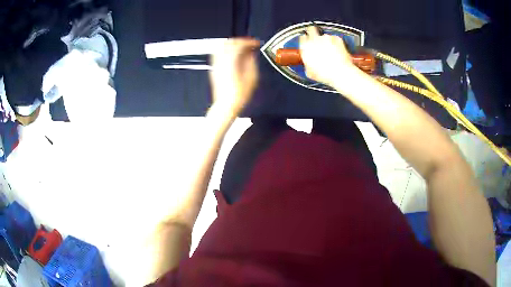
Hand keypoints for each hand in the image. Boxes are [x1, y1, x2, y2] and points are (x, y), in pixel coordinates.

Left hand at [209, 38, 259, 115]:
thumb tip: (251, 53)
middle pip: (229, 42)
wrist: (226, 105)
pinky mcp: (214, 69)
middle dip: (240, 41)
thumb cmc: (239, 94)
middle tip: (249, 44)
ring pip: (222, 47)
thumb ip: (251, 62)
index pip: (240, 44)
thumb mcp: (252, 77)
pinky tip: (233, 56)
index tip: (256, 43)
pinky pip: (218, 54)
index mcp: (231, 60)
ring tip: (241, 48)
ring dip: (232, 45)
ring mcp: (216, 64)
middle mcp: (221, 60)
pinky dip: (226, 51)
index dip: (249, 42)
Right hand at [299, 27, 358, 87]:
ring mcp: (326, 38)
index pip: (302, 38)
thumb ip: (307, 63)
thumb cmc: (325, 74)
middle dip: (313, 32)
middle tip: (317, 39)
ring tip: (331, 51)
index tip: (308, 43)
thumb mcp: (309, 72)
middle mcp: (314, 39)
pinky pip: (335, 38)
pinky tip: (338, 51)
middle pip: (311, 29)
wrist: (340, 73)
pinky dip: (336, 43)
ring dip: (326, 41)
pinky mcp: (337, 38)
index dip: (305, 40)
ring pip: (324, 35)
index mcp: (305, 47)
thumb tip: (309, 63)